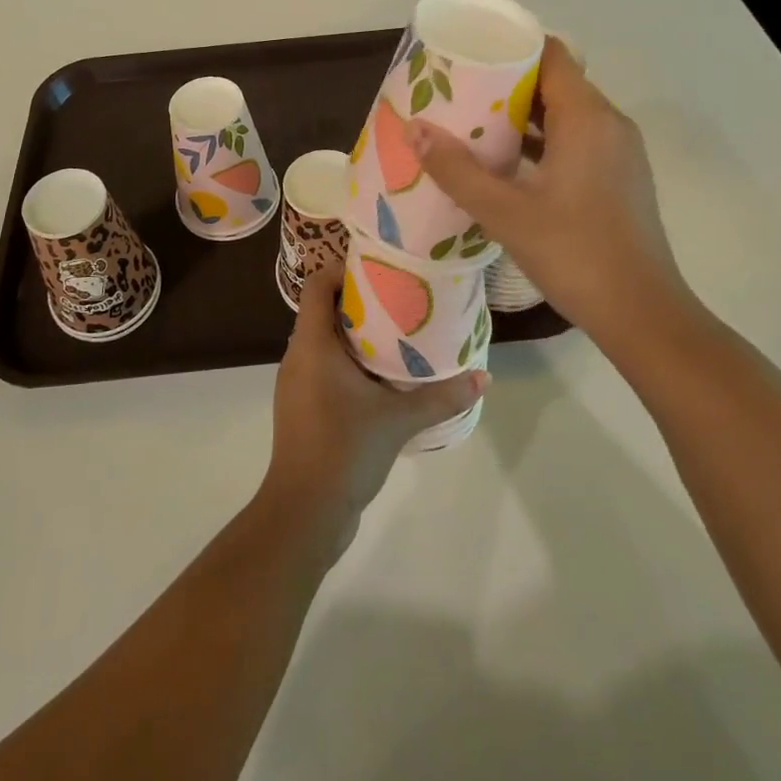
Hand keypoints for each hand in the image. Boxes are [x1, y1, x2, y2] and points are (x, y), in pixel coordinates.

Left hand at [262, 263, 486, 559]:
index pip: (317, 285)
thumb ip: (441, 397)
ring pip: (325, 341)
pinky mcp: (303, 408)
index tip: (380, 268)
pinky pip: (325, 368)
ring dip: (356, 334)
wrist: (304, 512)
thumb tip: (483, 377)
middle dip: (360, 300)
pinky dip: (350, 362)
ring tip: (399, 332)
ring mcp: (297, 384)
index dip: (342, 269)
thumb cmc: (344, 449)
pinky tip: (384, 377)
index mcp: (312, 344)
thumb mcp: (398, 419)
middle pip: (323, 310)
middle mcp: (298, 356)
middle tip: (401, 297)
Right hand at [408, 38, 703, 349]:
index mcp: (588, 118)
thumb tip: (414, 129)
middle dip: (506, 83)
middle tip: (456, 90)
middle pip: (555, 82)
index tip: (467, 53)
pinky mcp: (617, 178)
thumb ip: (457, 170)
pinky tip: (504, 163)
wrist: (642, 315)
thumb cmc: (575, 254)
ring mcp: (618, 153)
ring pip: (565, 114)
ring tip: (471, 123)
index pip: (550, 55)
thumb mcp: (505, 213)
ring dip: (522, 116)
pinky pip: (575, 140)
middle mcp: (609, 124)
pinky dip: (541, 142)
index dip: (509, 47)